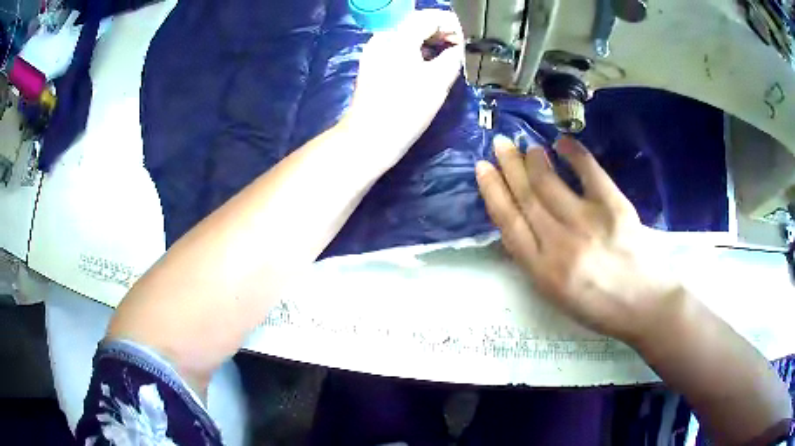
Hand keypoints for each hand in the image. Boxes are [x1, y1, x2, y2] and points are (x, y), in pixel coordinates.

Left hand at [341, 9, 464, 171]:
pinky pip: (399, 47)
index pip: (429, 16)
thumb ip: (454, 57)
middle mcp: (382, 38)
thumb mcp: (438, 81)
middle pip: (416, 23)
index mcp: (397, 37)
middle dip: (442, 31)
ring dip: (430, 40)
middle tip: (462, 47)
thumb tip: (460, 47)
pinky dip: (417, 50)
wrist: (368, 138)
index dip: (453, 24)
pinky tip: (429, 63)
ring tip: (450, 54)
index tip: (469, 39)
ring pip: (407, 35)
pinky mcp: (372, 64)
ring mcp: (374, 51)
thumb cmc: (405, 110)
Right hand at [475, 136, 682, 343]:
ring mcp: (588, 223)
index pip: (509, 223)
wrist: (644, 306)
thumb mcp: (557, 295)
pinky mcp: (615, 208)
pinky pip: (590, 173)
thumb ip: (536, 260)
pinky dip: (574, 154)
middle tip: (500, 143)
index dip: (493, 191)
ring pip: (550, 182)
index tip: (482, 168)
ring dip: (535, 159)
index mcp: (542, 272)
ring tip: (529, 148)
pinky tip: (562, 143)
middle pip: (527, 197)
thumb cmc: (599, 306)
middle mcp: (560, 245)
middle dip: (508, 166)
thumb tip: (520, 221)